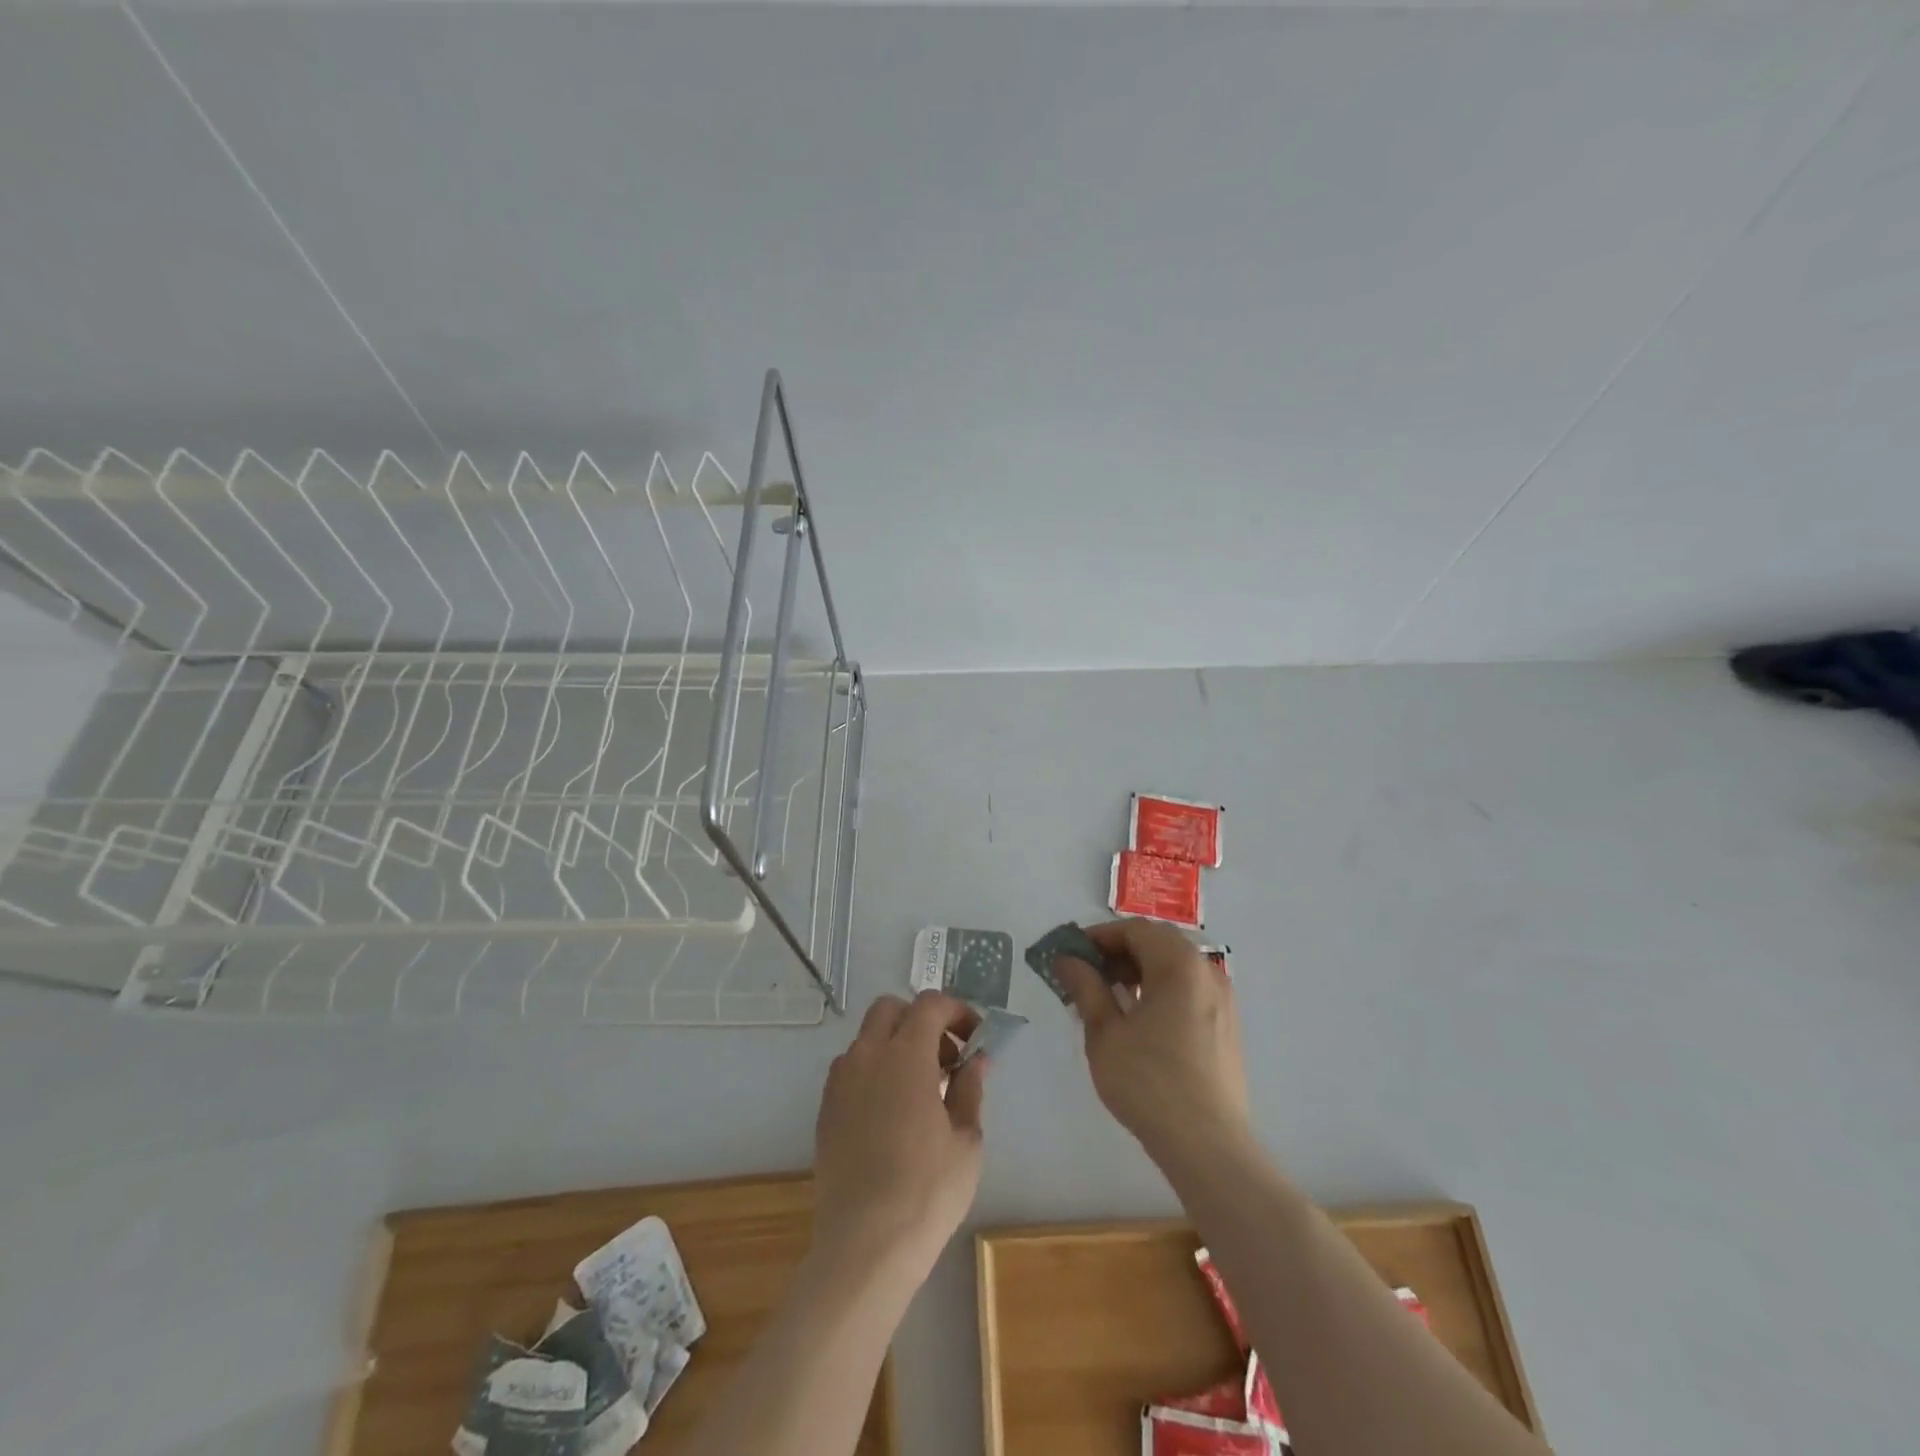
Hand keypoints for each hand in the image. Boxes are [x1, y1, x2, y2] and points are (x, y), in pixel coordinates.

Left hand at [810, 990, 987, 1284]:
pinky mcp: (826, 1109)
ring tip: (921, 1089)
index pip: (930, 1005)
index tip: (975, 1037)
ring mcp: (840, 1082)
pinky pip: (851, 1069)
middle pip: (891, 1009)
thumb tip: (976, 1060)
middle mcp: (867, 1056)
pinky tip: (892, 1113)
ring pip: (867, 1038)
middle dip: (921, 1020)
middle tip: (946, 1058)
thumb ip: (970, 1088)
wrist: (865, 1245)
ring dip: (896, 1045)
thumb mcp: (966, 1139)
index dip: (956, 1011)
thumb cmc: (927, 1190)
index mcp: (905, 1055)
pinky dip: (875, 1071)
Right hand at [1057, 919, 1248, 1163]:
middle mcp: (1207, 972)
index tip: (1071, 955)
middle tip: (1086, 974)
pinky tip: (1138, 1020)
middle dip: (1119, 952)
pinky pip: (1189, 990)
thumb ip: (1086, 987)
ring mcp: (1222, 1000)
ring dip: (1139, 971)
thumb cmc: (1149, 1082)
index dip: (1099, 936)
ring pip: (1175, 967)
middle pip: (1158, 943)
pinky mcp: (1227, 1026)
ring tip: (1107, 997)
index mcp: (1179, 964)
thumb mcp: (1105, 1032)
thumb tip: (1067, 960)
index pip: (1135, 930)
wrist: (1208, 1145)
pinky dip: (1160, 990)